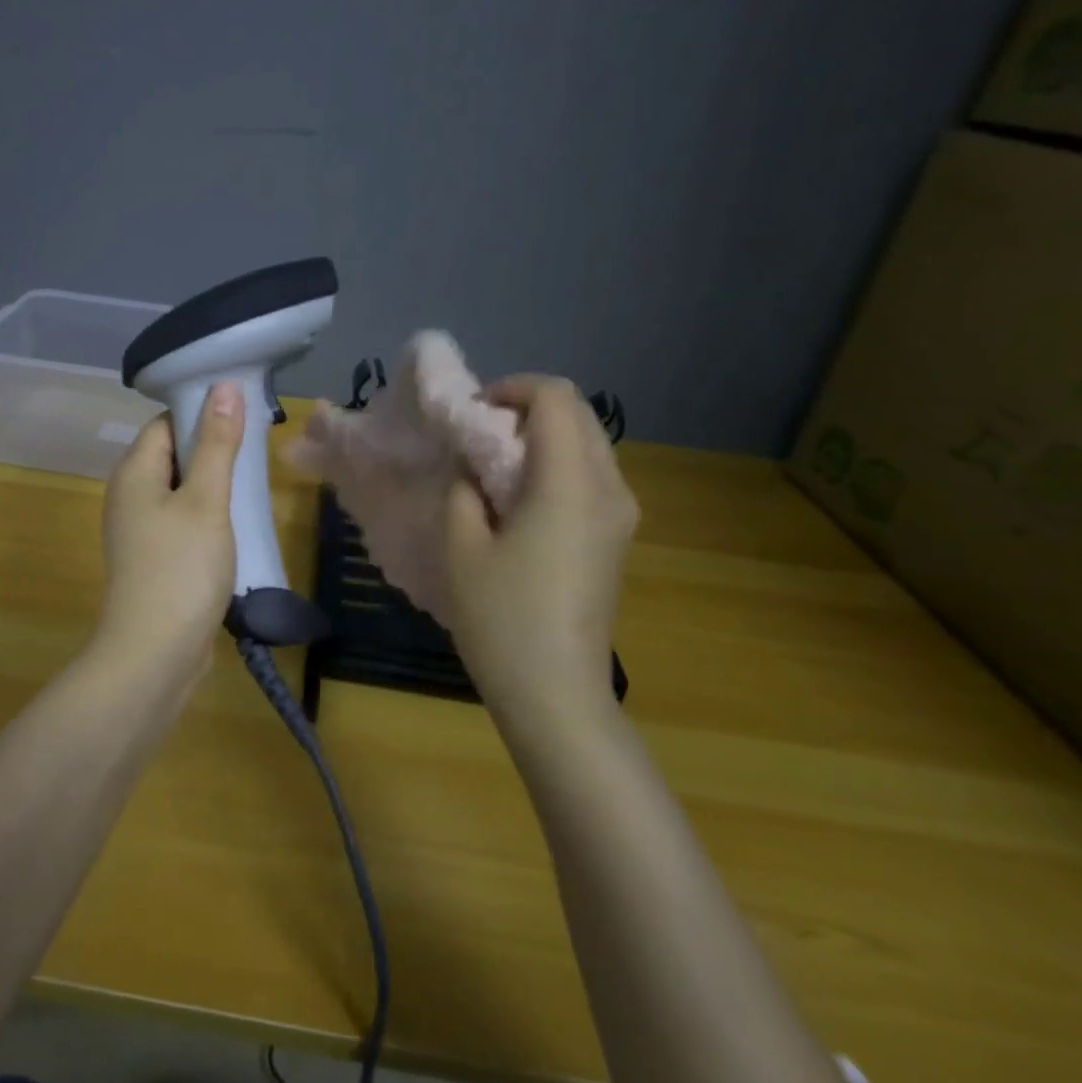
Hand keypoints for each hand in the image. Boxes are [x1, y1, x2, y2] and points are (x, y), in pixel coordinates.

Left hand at [94, 383, 244, 678]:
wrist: (155, 654)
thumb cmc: (181, 568)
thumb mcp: (206, 500)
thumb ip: (216, 444)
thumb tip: (222, 386)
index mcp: (134, 473)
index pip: (166, 423)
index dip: (202, 412)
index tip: (245, 413)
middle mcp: (130, 496)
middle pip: (172, 455)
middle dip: (213, 450)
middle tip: (258, 451)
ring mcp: (140, 531)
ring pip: (181, 491)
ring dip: (214, 486)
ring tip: (256, 484)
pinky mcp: (155, 559)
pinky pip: (182, 522)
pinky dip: (208, 517)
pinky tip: (238, 524)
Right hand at [443, 375, 638, 719]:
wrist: (556, 693)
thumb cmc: (501, 618)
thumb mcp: (461, 545)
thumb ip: (463, 487)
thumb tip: (472, 464)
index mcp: (571, 482)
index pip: (556, 398)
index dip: (512, 390)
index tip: (473, 414)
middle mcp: (609, 487)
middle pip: (579, 414)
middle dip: (526, 410)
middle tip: (478, 436)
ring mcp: (620, 514)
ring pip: (588, 443)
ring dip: (542, 438)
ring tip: (493, 467)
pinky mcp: (616, 537)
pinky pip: (590, 475)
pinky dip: (555, 465)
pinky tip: (518, 498)